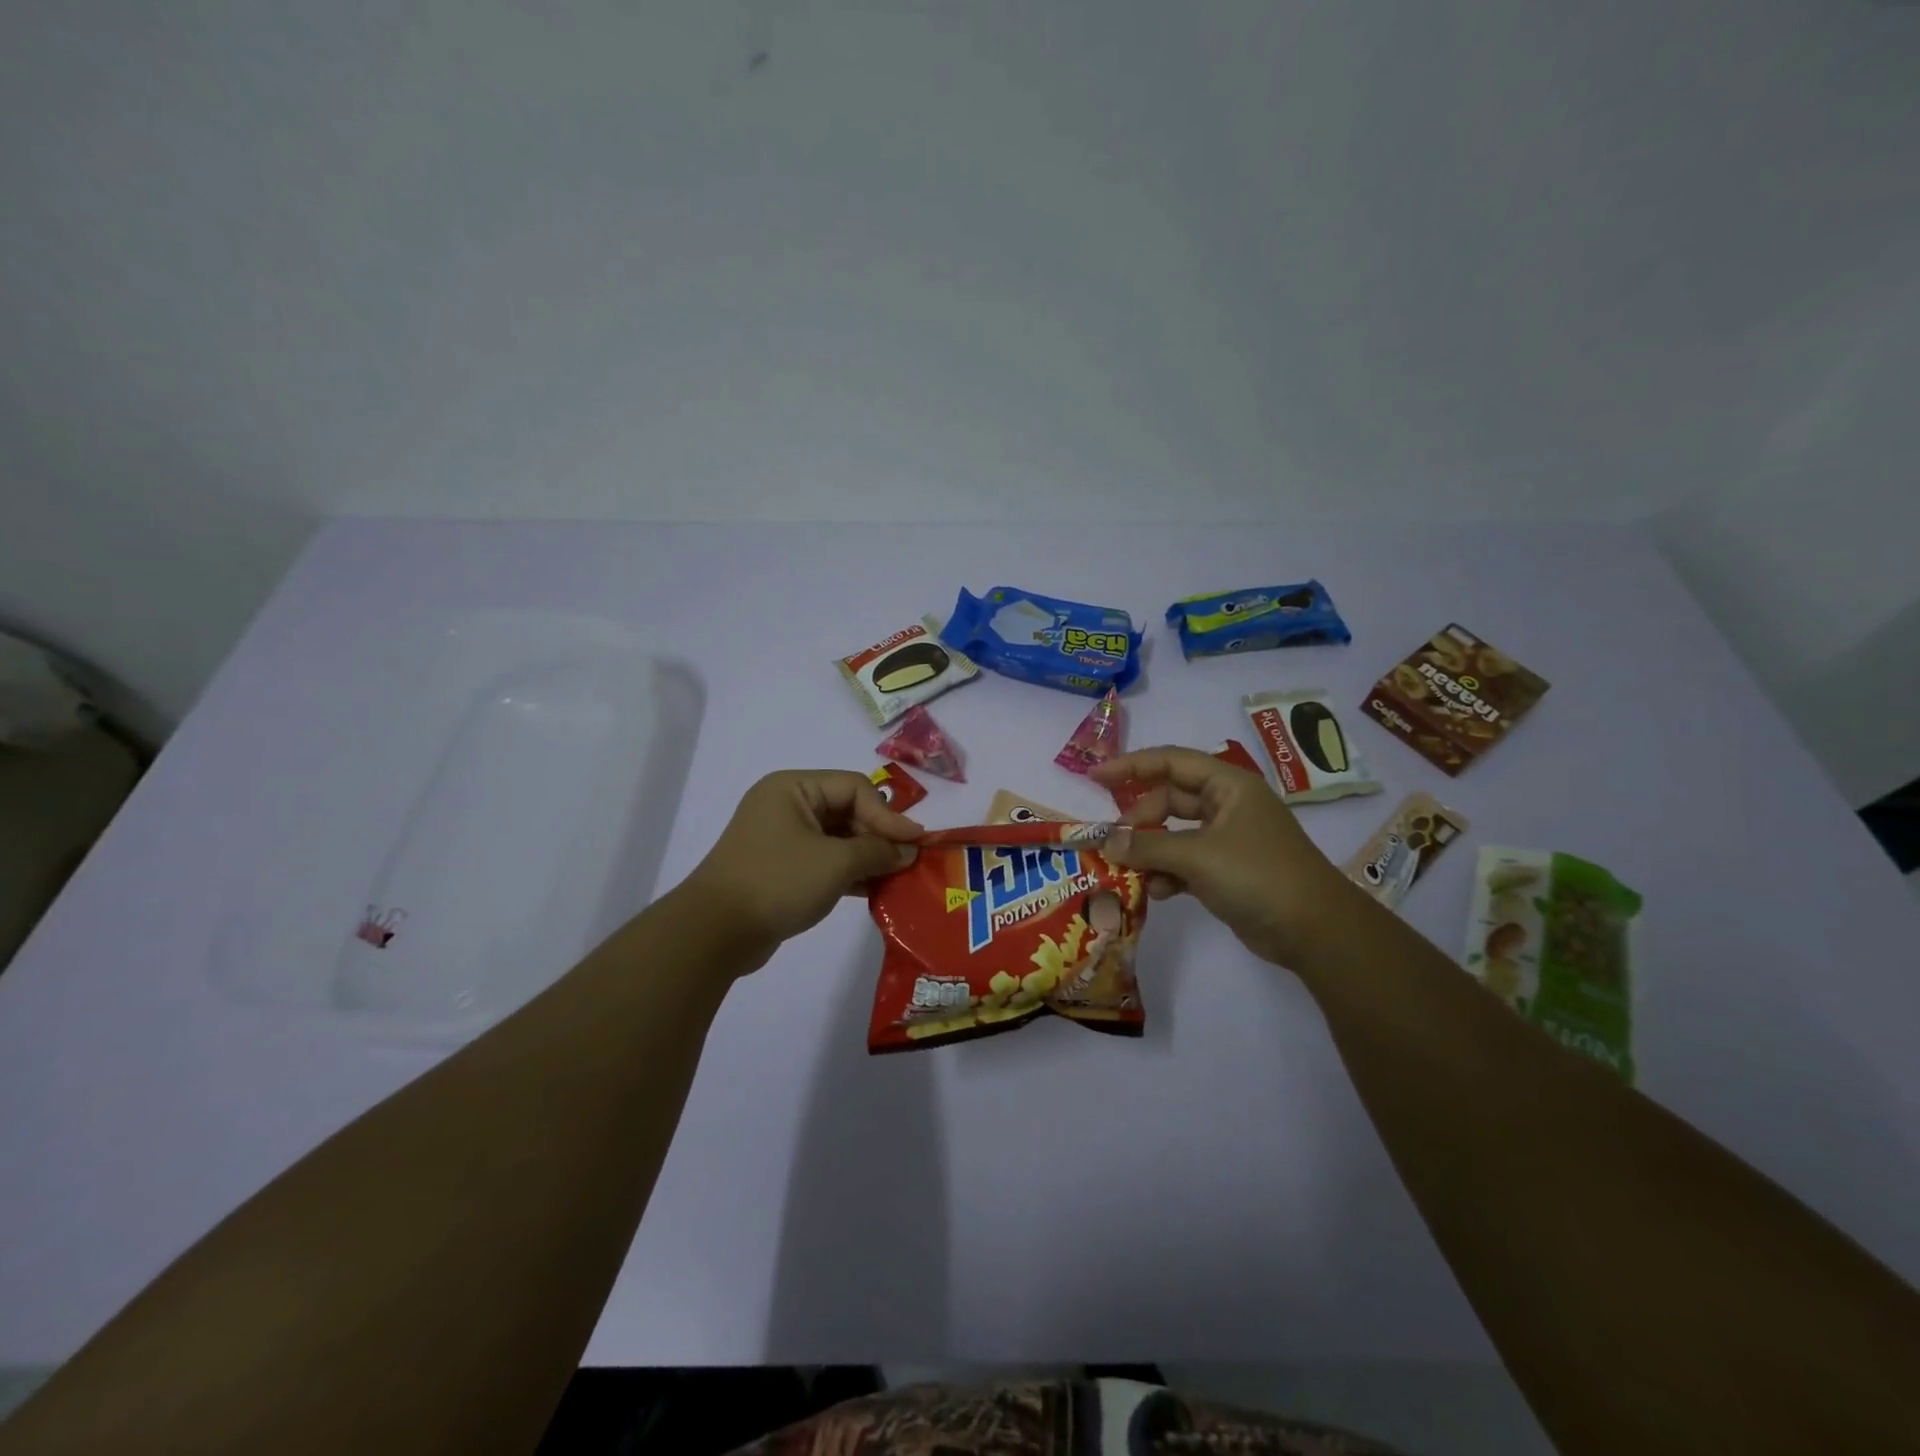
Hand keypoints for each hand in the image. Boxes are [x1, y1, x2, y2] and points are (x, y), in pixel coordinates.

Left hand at [679, 770, 920, 962]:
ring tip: (896, 877)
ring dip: (867, 856)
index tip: (914, 843)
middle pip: (847, 810)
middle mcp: (786, 805)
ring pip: (838, 838)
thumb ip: (877, 851)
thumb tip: (908, 850)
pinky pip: (825, 860)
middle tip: (907, 861)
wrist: (715, 933)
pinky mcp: (782, 868)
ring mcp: (782, 838)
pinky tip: (874, 890)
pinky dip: (849, 872)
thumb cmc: (778, 881)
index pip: (854, 788)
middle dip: (878, 836)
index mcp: (793, 788)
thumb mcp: (836, 863)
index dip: (888, 814)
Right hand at [1092, 746, 1361, 967]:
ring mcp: (1228, 840)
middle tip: (1111, 840)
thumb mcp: (1198, 856)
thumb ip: (1148, 846)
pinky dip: (1167, 873)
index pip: (1171, 762)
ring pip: (1175, 834)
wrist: (1314, 930)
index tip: (1094, 777)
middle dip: (1139, 819)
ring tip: (1126, 869)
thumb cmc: (1258, 875)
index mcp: (1229, 786)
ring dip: (1150, 850)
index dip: (1131, 765)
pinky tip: (1155, 891)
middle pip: (1170, 799)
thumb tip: (1106, 842)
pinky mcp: (1226, 871)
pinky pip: (1185, 862)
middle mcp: (1228, 806)